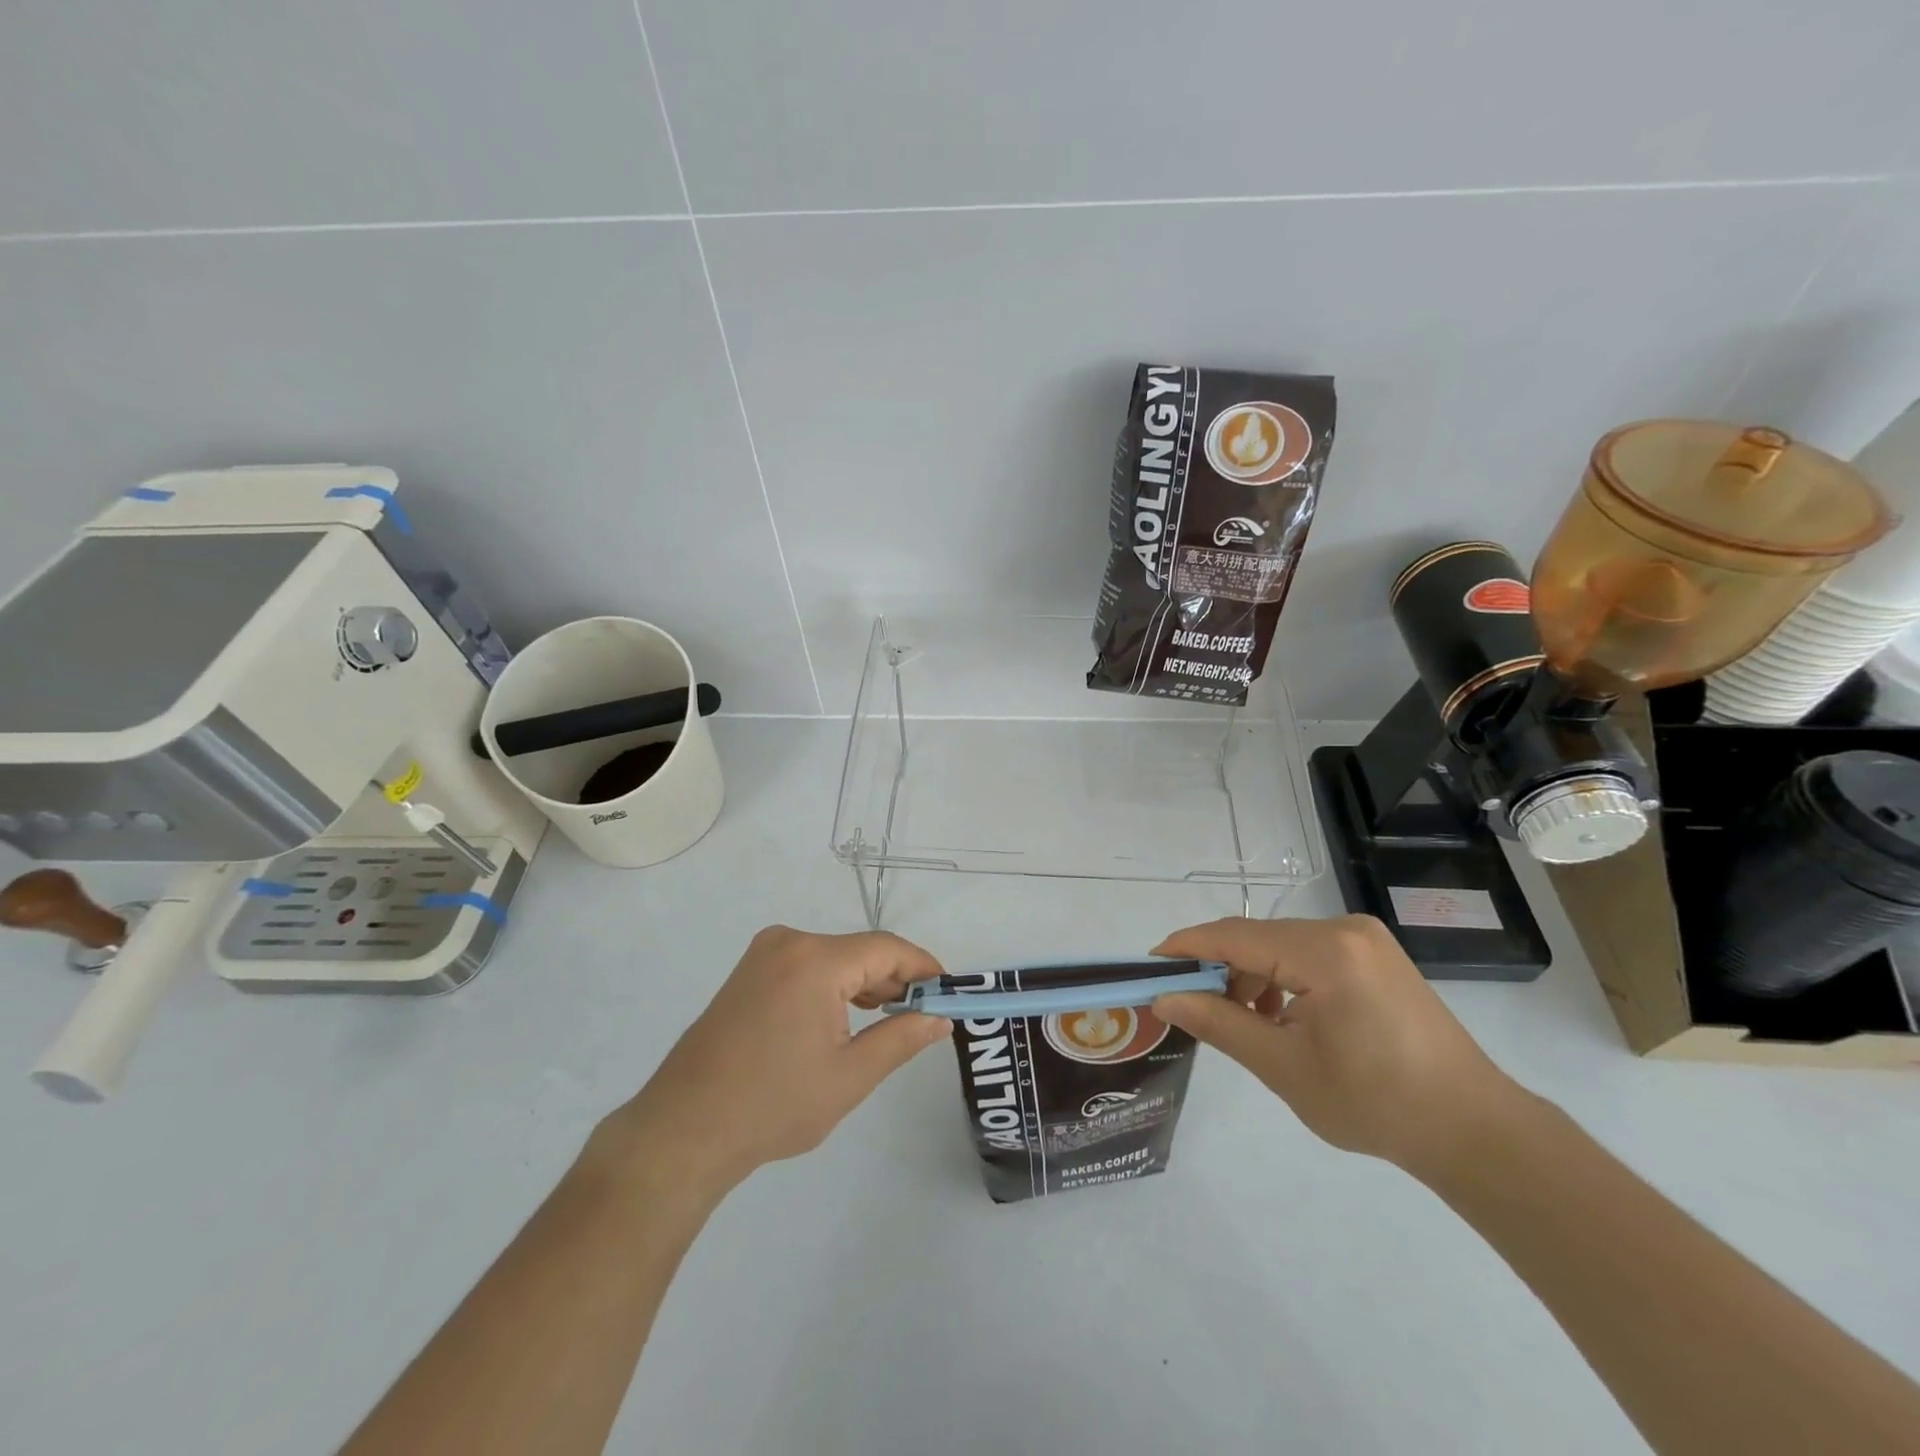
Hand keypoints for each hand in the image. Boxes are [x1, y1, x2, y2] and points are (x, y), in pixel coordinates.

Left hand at [603, 927, 950, 1198]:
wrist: (684, 1130)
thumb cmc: (773, 1105)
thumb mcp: (850, 1076)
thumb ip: (902, 1039)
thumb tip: (940, 1019)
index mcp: (815, 960)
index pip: (887, 949)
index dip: (923, 967)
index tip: (948, 992)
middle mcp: (788, 942)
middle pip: (859, 950)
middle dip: (894, 979)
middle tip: (922, 1015)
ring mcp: (763, 955)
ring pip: (833, 958)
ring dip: (864, 984)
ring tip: (889, 1021)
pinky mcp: (748, 973)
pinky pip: (807, 966)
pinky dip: (833, 986)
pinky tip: (845, 1018)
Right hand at [1151, 916, 1527, 1177]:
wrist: (1474, 1130)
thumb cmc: (1375, 1103)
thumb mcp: (1284, 1067)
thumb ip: (1219, 1023)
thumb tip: (1165, 998)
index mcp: (1325, 951)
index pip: (1234, 936)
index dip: (1185, 948)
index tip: (1147, 968)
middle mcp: (1344, 929)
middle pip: (1257, 938)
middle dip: (1217, 968)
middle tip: (1187, 1005)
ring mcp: (1363, 939)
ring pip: (1280, 945)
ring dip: (1249, 976)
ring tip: (1238, 1021)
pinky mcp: (1374, 955)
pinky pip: (1307, 954)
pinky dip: (1281, 978)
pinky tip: (1278, 1016)